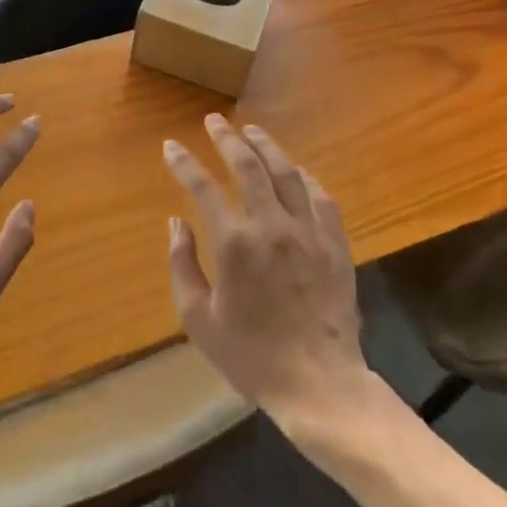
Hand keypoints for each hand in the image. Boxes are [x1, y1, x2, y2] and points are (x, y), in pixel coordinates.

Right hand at [164, 115, 368, 434]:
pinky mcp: (335, 244)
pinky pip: (322, 198)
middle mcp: (271, 225)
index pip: (202, 187)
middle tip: (214, 121)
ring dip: (267, 147)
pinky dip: (307, 179)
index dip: (183, 163)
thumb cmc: (251, 356)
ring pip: (287, 173)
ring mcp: (307, 232)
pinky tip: (298, 172)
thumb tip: (176, 223)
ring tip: (252, 131)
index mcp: (234, 243)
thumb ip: (182, 265)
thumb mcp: (199, 319)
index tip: (171, 146)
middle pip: (247, 166)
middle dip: (226, 138)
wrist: (318, 384)